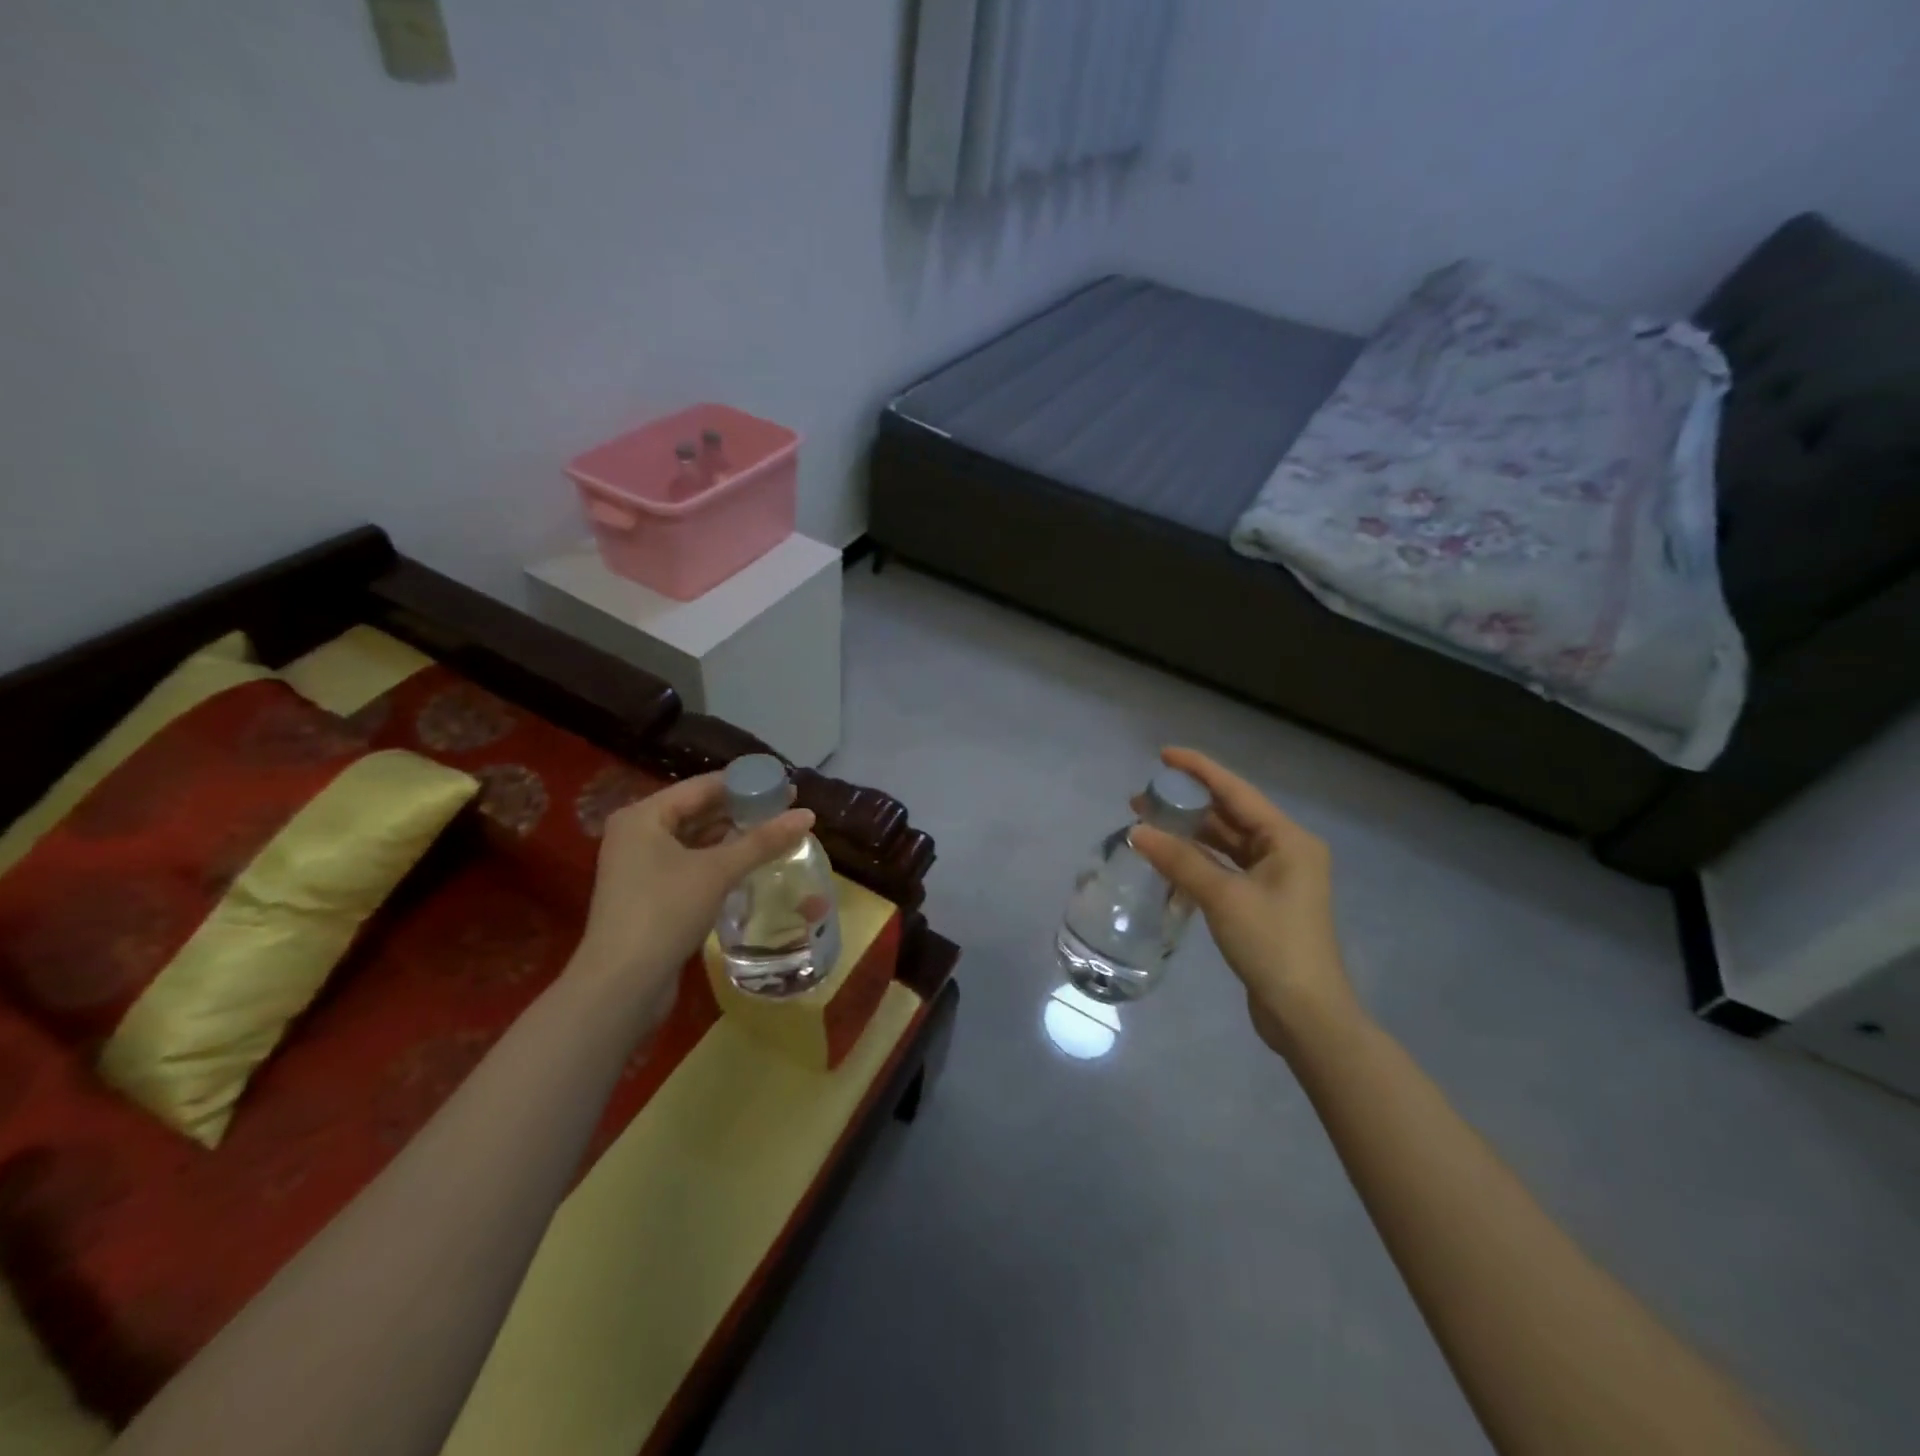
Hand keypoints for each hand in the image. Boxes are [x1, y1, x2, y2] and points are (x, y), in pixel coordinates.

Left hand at [569, 771, 813, 1023]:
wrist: (622, 985)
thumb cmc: (665, 912)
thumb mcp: (718, 872)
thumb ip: (762, 841)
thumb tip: (808, 814)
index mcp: (644, 816)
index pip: (702, 786)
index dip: (745, 783)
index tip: (784, 785)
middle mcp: (638, 833)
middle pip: (698, 811)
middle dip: (741, 810)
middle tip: (786, 809)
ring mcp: (641, 866)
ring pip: (696, 840)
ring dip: (733, 837)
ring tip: (776, 833)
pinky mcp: (650, 894)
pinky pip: (691, 864)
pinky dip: (720, 861)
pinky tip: (750, 863)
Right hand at [1131, 748, 1361, 1057]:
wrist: (1306, 1013)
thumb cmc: (1272, 944)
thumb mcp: (1223, 897)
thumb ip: (1180, 860)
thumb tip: (1137, 832)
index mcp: (1288, 839)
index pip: (1236, 792)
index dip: (1199, 770)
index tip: (1163, 756)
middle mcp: (1286, 851)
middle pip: (1231, 816)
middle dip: (1188, 805)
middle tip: (1143, 798)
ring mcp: (1277, 878)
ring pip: (1227, 843)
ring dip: (1191, 834)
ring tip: (1148, 825)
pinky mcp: (1264, 903)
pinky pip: (1226, 868)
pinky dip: (1199, 861)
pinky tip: (1169, 859)